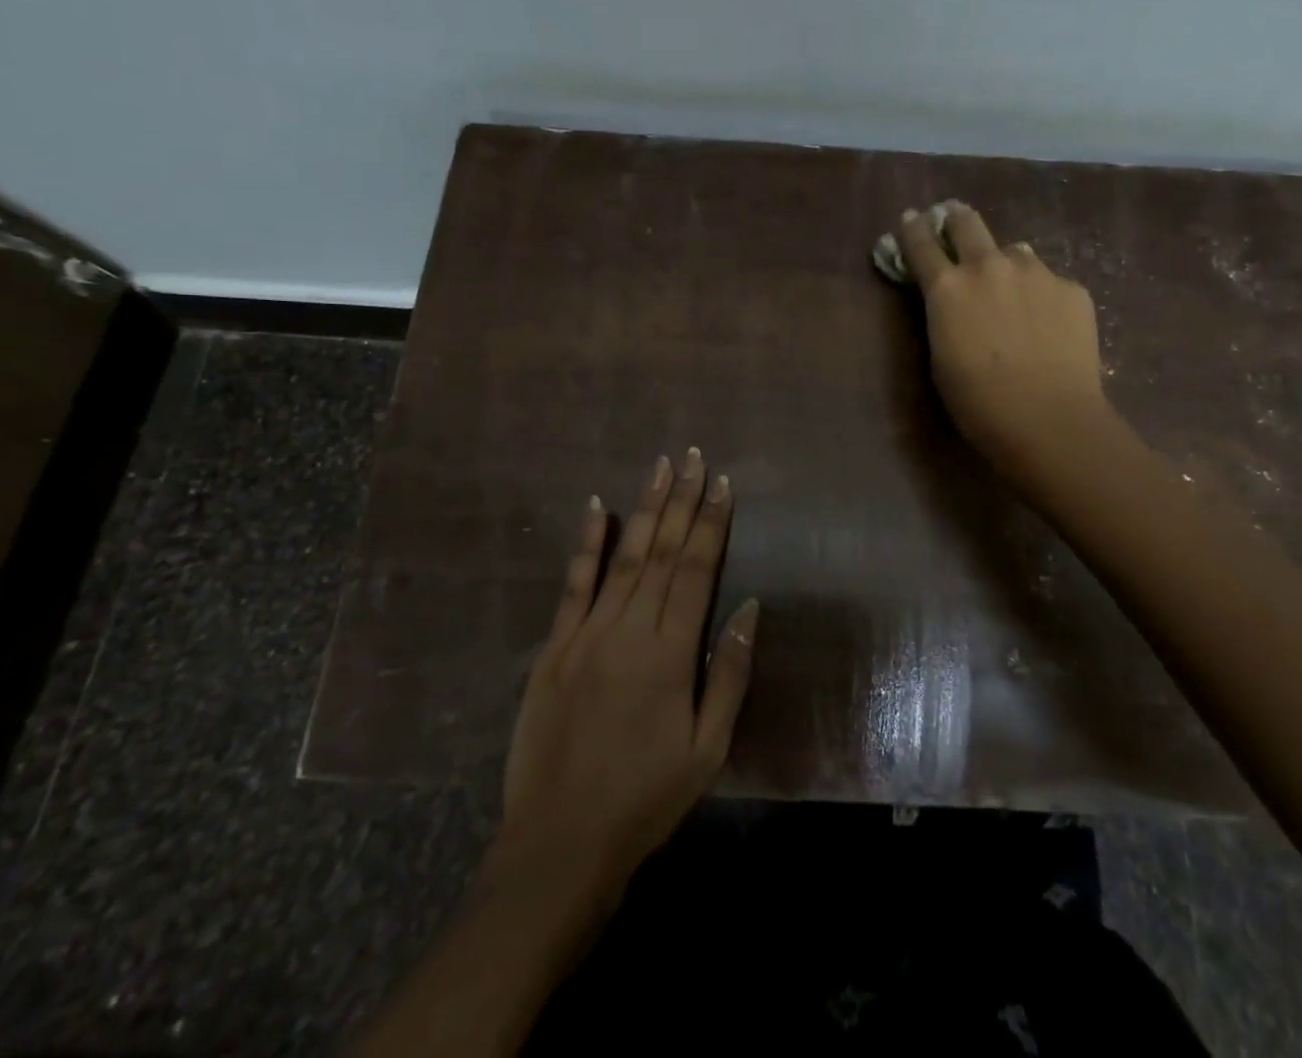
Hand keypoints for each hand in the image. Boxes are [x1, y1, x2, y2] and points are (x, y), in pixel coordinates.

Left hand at [494, 449, 758, 911]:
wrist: (559, 844)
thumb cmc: (646, 798)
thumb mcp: (708, 749)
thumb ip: (729, 673)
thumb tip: (748, 607)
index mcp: (671, 653)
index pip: (697, 570)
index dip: (711, 523)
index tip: (722, 484)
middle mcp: (629, 630)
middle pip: (663, 552)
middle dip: (682, 500)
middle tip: (694, 457)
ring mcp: (586, 634)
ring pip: (623, 556)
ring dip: (644, 508)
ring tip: (660, 467)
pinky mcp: (553, 647)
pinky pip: (572, 584)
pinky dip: (586, 543)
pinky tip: (594, 507)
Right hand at [894, 201, 1111, 480]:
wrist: (1048, 419)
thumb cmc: (978, 403)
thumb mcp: (941, 356)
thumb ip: (944, 316)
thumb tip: (956, 296)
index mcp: (947, 287)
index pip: (921, 244)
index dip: (913, 229)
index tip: (910, 219)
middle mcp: (989, 267)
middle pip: (967, 223)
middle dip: (956, 219)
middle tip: (954, 220)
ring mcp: (1036, 273)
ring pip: (1015, 252)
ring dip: (1005, 264)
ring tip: (1012, 291)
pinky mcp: (1072, 289)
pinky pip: (1049, 282)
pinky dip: (1042, 295)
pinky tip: (1048, 326)